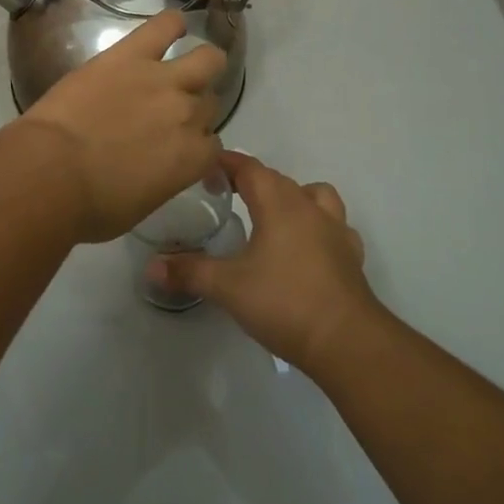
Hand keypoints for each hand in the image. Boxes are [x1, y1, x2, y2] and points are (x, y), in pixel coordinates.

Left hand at [16, 11, 225, 243]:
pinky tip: (173, 26)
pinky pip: (164, 27)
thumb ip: (163, 180)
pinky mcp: (131, 55)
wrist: (51, 173)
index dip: (197, 147)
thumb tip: (158, 169)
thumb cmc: (90, 205)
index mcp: (192, 158)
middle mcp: (188, 114)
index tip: (182, 151)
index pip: (213, 146)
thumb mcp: (140, 205)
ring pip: (207, 60)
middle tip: (169, 114)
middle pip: (209, 103)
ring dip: (202, 65)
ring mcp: (162, 80)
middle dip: (195, 109)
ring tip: (185, 67)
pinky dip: (172, 24)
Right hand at [148, 151, 380, 369]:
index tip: (204, 167)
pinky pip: (335, 227)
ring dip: (292, 197)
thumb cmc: (284, 302)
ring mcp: (335, 230)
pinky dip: (319, 228)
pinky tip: (307, 248)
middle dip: (251, 180)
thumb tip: (151, 266)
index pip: (249, 167)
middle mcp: (308, 206)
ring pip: (314, 195)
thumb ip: (189, 272)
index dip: (226, 163)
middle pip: (278, 179)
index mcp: (279, 203)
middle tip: (225, 194)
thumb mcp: (227, 287)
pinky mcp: (351, 255)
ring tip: (273, 217)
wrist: (346, 341)